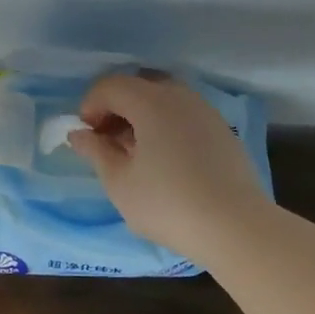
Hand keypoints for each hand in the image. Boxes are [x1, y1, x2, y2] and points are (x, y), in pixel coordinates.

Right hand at [67, 72, 266, 257]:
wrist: (236, 227)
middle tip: (107, 141)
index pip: (110, 86)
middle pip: (138, 86)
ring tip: (134, 153)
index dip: (90, 106)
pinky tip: (164, 160)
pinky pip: (183, 115)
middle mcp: (180, 96)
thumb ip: (96, 152)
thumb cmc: (167, 204)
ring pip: (163, 99)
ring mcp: (205, 111)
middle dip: (116, 108)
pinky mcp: (222, 130)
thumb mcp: (119, 183)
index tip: (86, 136)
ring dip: (141, 116)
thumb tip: (78, 134)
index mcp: (151, 101)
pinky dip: (165, 125)